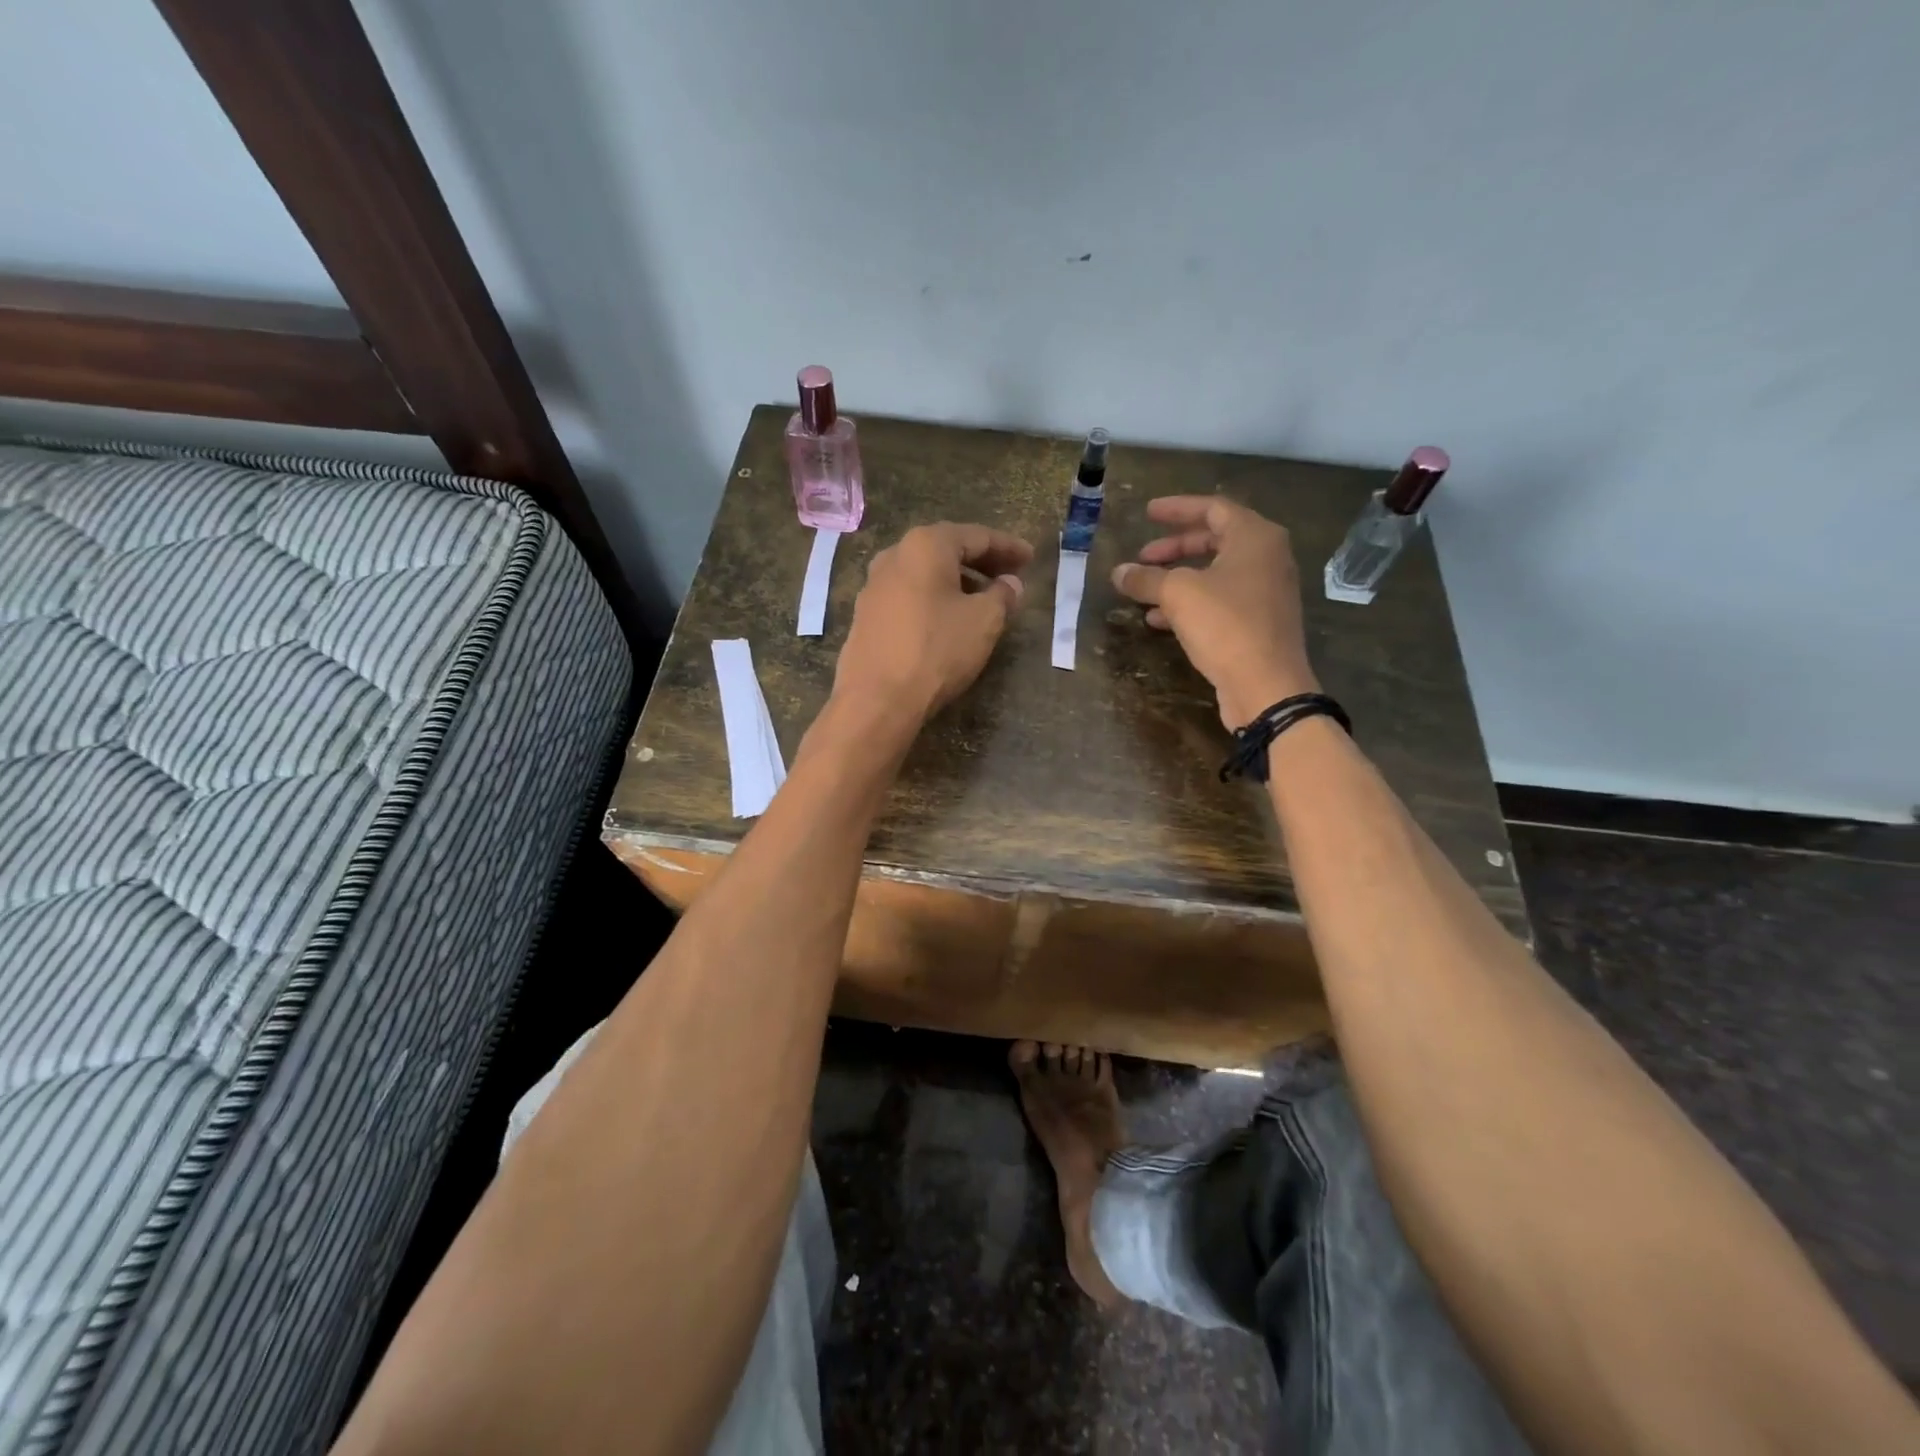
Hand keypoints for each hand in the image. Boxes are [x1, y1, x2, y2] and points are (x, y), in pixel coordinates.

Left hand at [833, 522, 1032, 727]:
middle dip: (982, 562)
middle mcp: (894, 556)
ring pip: (926, 574)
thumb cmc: (936, 650)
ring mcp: (874, 586)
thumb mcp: (984, 621)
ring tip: (984, 600)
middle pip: (947, 550)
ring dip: (958, 582)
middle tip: (1010, 576)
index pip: (976, 536)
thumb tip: (1010, 584)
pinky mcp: (866, 616)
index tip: (1031, 558)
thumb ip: (1003, 596)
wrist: (877, 699)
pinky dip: (935, 599)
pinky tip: (949, 619)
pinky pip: (909, 596)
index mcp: (925, 545)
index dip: (1008, 547)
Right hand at [1111, 496, 1317, 727]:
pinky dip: (1190, 603)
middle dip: (1174, 547)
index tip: (1147, 512)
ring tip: (1144, 590)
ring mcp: (1265, 592)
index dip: (1177, 509)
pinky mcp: (1258, 623)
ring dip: (1177, 579)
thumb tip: (1119, 572)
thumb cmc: (1226, 625)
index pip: (1213, 508)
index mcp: (1255, 537)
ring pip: (1214, 574)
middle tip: (1143, 557)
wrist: (1266, 685)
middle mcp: (1266, 558)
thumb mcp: (1178, 594)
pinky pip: (1219, 601)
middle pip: (1214, 541)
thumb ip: (1146, 578)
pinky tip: (1158, 620)